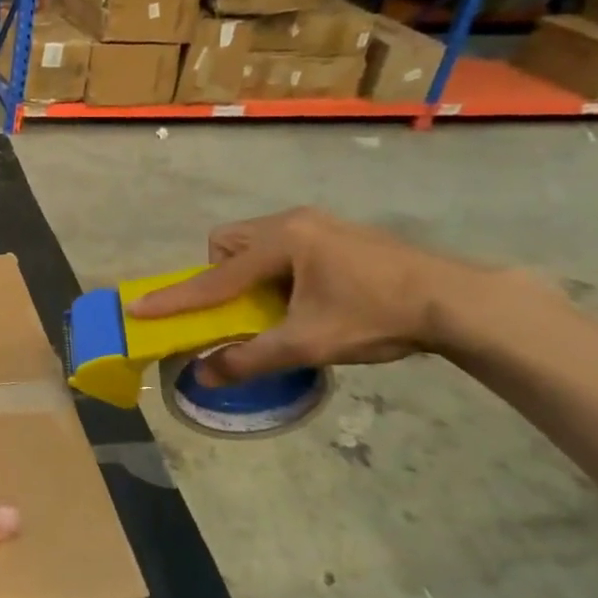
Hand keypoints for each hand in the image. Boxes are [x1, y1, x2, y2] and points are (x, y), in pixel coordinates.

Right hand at [124, 207, 497, 383]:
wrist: (458, 301)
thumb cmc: (377, 317)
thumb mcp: (308, 344)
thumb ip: (250, 358)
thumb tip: (202, 375)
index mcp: (281, 242)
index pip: (214, 277)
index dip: (175, 298)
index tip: (138, 308)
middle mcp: (292, 222)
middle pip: (228, 242)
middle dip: (221, 275)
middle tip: (241, 308)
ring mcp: (317, 222)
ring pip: (255, 241)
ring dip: (249, 272)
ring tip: (275, 305)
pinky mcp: (337, 232)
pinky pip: (283, 244)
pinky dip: (276, 269)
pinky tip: (308, 296)